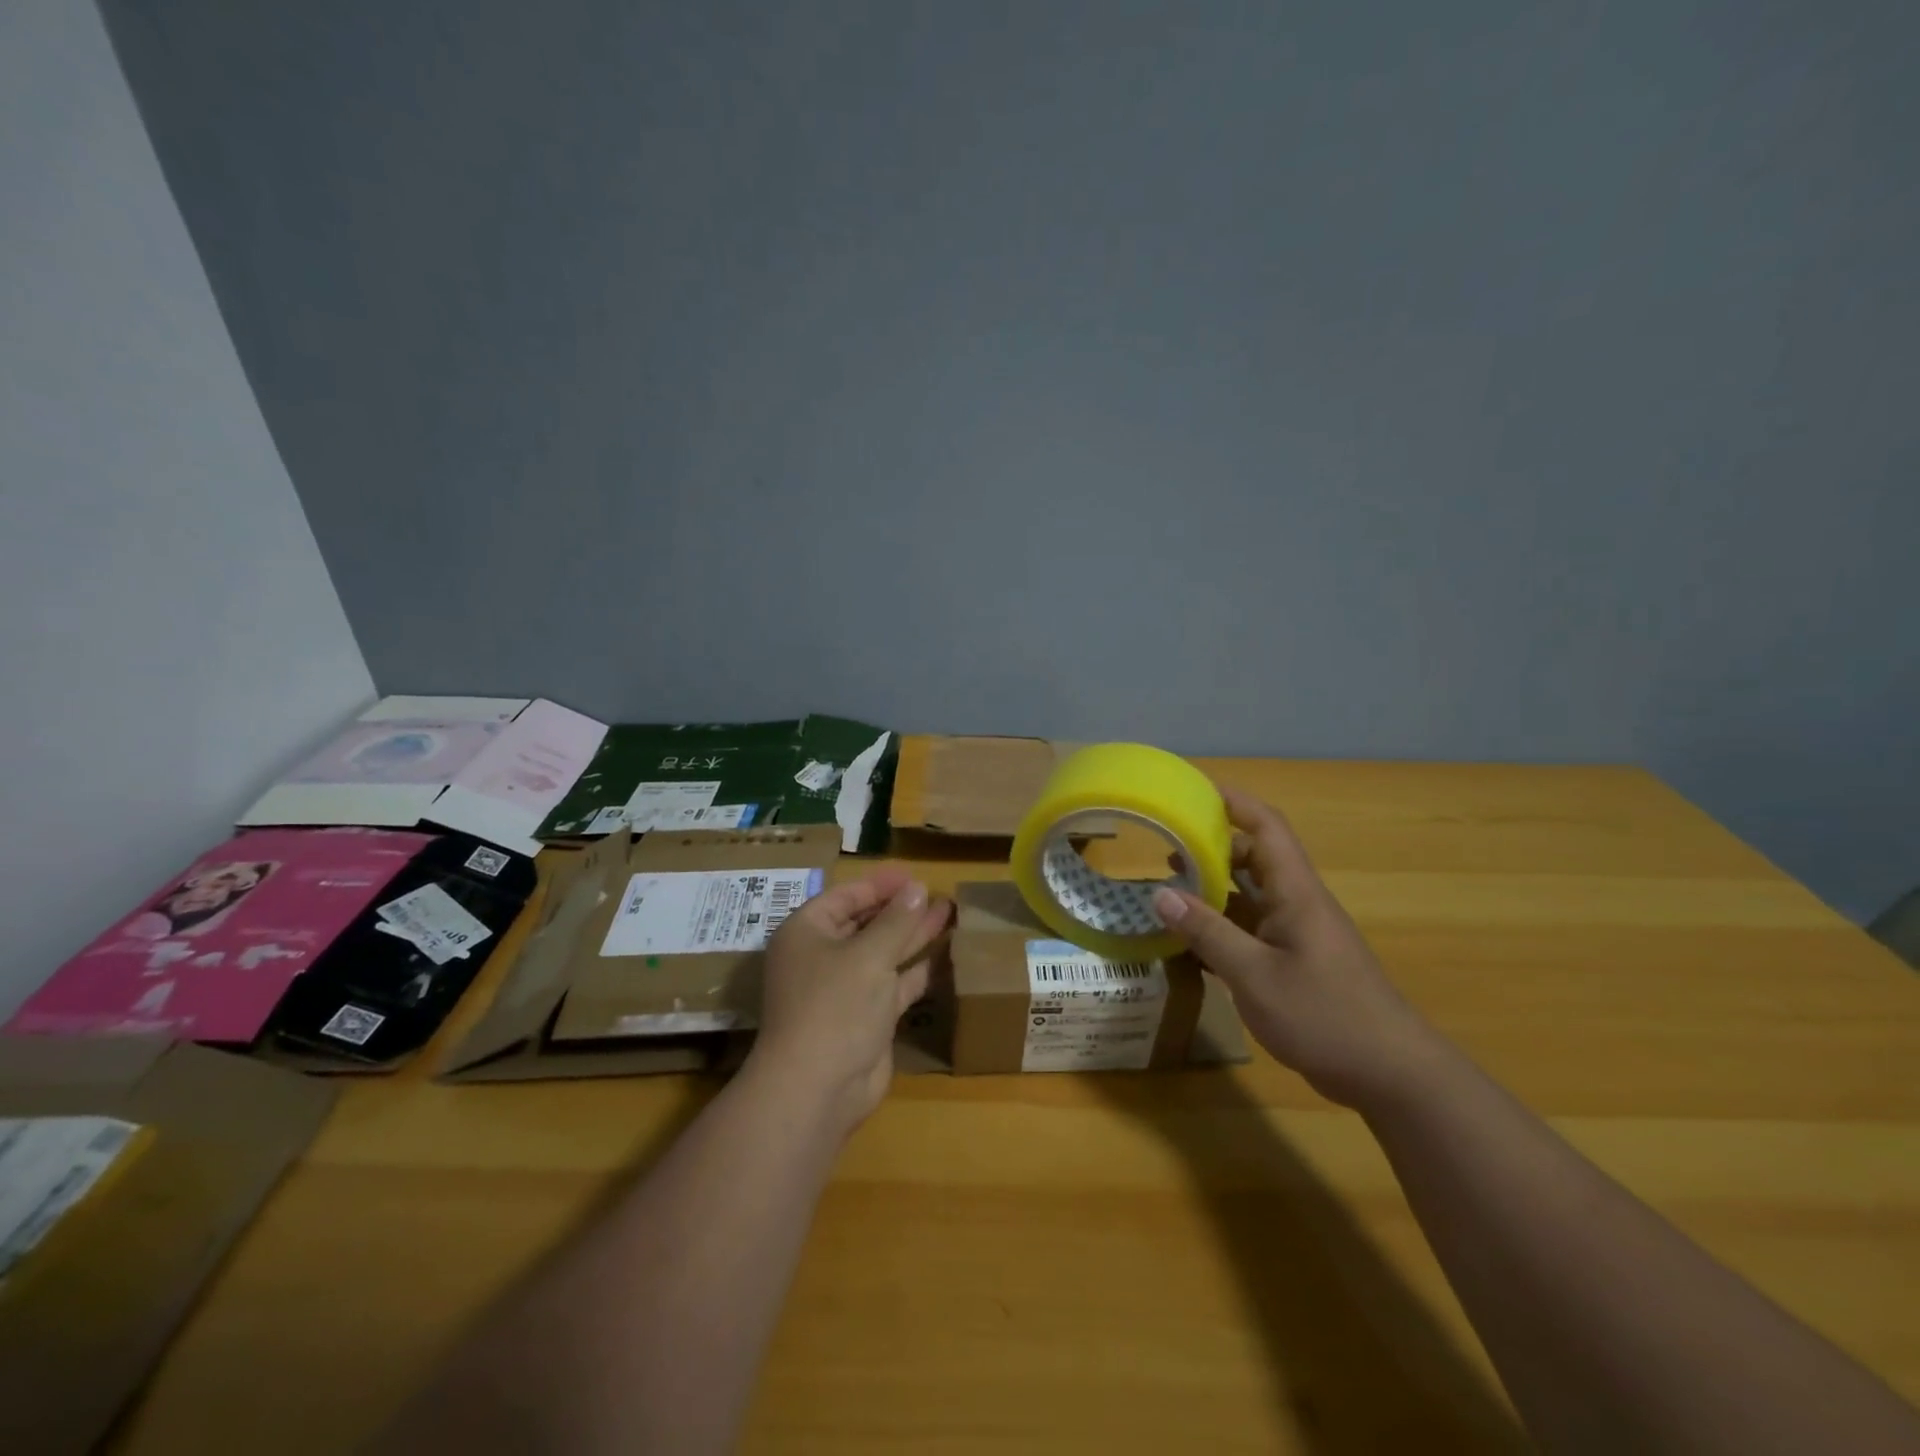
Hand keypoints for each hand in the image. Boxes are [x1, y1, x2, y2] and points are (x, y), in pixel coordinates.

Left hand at [749, 868, 952, 1133]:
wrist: (818, 1088)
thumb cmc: (835, 1005)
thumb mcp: (869, 955)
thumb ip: (897, 920)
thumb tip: (917, 888)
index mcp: (807, 932)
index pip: (845, 896)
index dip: (880, 885)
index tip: (914, 876)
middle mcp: (823, 956)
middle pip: (865, 923)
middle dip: (900, 908)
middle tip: (937, 892)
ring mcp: (845, 988)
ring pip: (883, 952)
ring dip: (913, 934)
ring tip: (949, 912)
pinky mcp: (867, 1016)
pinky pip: (895, 983)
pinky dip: (918, 969)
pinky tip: (946, 952)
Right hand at [1151, 786, 1441, 1108]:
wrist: (1392, 1076)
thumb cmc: (1326, 1016)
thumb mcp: (1255, 975)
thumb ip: (1208, 933)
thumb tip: (1160, 895)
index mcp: (1295, 893)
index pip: (1266, 827)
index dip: (1233, 801)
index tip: (1193, 790)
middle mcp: (1297, 904)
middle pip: (1254, 858)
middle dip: (1212, 846)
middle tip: (1165, 846)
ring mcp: (1297, 936)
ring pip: (1250, 897)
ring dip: (1212, 889)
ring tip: (1167, 889)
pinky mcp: (1295, 964)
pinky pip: (1251, 931)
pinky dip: (1220, 929)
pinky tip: (1189, 943)